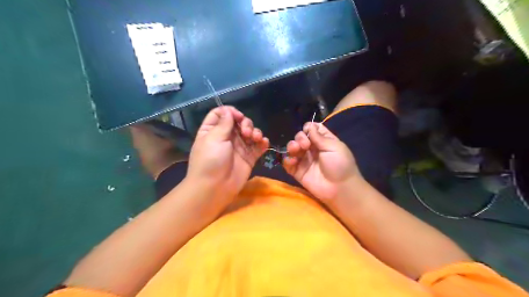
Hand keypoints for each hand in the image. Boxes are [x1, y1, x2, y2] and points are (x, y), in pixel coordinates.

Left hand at [186, 106, 268, 199]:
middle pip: (239, 122)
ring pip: (250, 132)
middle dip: (246, 123)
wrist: (215, 187)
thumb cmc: (210, 161)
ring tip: (255, 138)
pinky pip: (258, 146)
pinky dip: (262, 142)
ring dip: (256, 132)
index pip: (222, 114)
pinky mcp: (249, 157)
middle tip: (246, 132)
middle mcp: (226, 137)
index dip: (231, 112)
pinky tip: (263, 143)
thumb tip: (229, 111)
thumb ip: (224, 123)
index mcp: (213, 130)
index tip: (238, 117)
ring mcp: (239, 147)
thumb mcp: (214, 138)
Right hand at [285, 121, 364, 202]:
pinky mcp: (298, 171)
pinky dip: (287, 160)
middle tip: (305, 145)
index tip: (307, 131)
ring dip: (291, 146)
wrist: (339, 188)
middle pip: (300, 137)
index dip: (308, 128)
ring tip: (295, 150)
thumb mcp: (334, 147)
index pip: (312, 129)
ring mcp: (304, 160)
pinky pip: (288, 163)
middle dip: (299, 138)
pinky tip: (293, 161)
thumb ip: (319, 137)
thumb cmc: (340, 164)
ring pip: (292, 148)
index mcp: (323, 141)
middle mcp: (313, 149)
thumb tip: (309, 126)